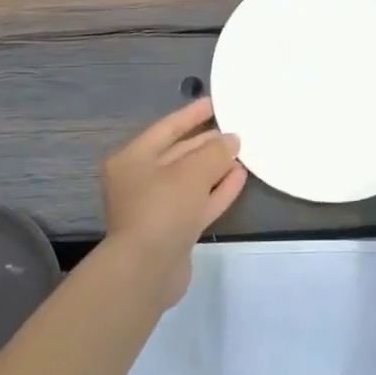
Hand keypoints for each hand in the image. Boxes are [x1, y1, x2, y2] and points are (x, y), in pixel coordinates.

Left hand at [101, 98, 245, 305]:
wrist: (146, 271)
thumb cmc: (162, 208)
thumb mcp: (192, 171)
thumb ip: (215, 151)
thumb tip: (232, 140)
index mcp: (132, 159)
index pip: (166, 128)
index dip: (191, 114)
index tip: (215, 103)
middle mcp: (140, 181)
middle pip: (179, 154)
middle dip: (207, 142)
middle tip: (236, 130)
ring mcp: (156, 208)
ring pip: (191, 180)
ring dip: (216, 167)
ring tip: (243, 152)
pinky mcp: (173, 230)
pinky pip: (198, 202)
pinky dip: (217, 190)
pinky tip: (240, 177)